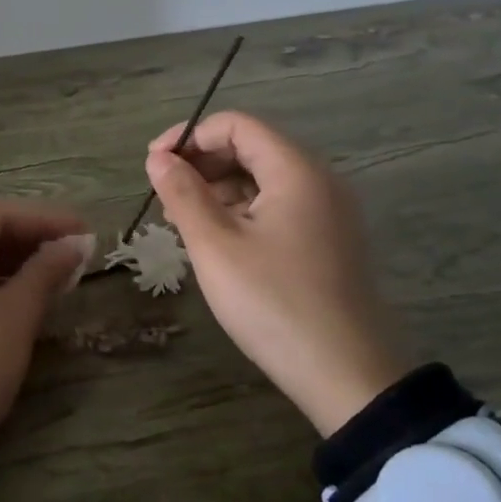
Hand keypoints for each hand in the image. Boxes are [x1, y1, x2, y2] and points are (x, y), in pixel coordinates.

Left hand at [0, 202, 89, 492]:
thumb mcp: (15, 316)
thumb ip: (45, 272)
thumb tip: (76, 243)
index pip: (1, 215)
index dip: (47, 220)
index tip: (85, 232)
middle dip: (33, 241)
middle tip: (76, 255)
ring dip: (16, 264)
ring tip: (57, 278)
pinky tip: (23, 300)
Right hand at [145, 111, 405, 435]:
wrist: (347, 376)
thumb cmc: (273, 303)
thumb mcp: (215, 246)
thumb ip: (182, 193)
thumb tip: (158, 158)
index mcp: (296, 171)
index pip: (236, 125)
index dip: (190, 136)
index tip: (153, 164)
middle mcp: (319, 180)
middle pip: (251, 147)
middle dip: (201, 163)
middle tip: (163, 195)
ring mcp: (328, 212)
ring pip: (263, 179)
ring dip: (218, 188)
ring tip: (181, 220)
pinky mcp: (328, 240)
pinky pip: (278, 206)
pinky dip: (241, 210)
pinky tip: (216, 239)